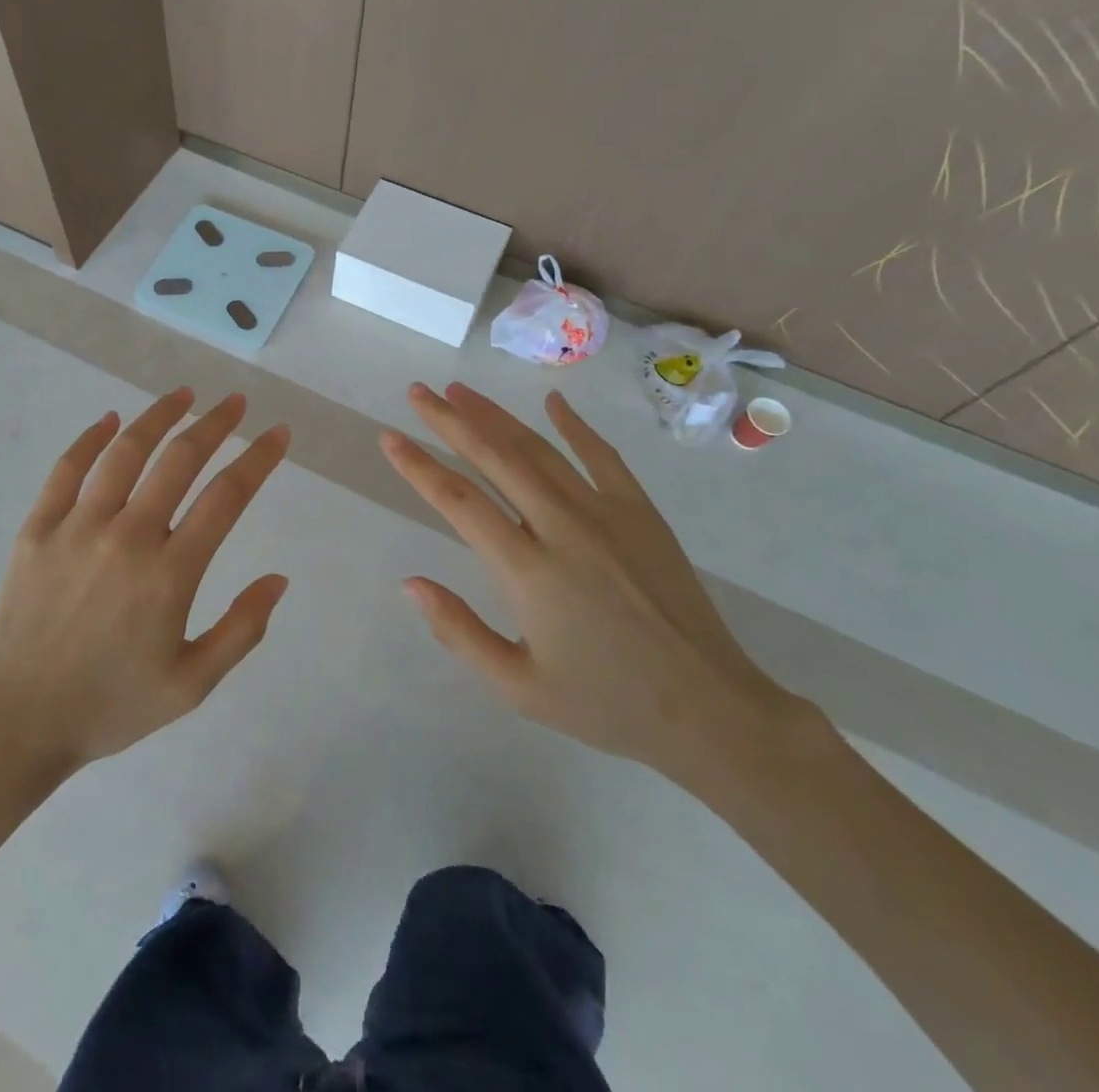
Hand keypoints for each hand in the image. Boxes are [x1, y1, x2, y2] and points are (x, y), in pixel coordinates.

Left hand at [0, 388, 290, 781]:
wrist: (17, 723)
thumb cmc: (110, 706)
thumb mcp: (191, 685)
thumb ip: (241, 629)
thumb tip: (279, 579)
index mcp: (170, 574)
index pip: (226, 497)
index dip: (258, 459)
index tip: (278, 434)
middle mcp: (127, 536)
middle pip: (179, 460)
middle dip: (215, 424)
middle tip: (236, 403)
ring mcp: (77, 527)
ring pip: (125, 452)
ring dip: (158, 416)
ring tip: (184, 395)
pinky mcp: (37, 529)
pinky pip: (67, 470)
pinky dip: (91, 438)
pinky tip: (110, 419)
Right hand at [381, 382, 803, 783]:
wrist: (708, 709)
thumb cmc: (604, 703)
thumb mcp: (518, 687)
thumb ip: (459, 632)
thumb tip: (409, 583)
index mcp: (528, 571)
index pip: (459, 501)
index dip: (418, 466)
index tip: (390, 438)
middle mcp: (563, 529)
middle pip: (495, 459)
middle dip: (450, 421)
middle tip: (418, 392)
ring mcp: (607, 514)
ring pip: (540, 450)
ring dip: (496, 416)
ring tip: (460, 390)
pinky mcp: (641, 514)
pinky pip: (602, 457)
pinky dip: (574, 426)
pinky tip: (552, 402)